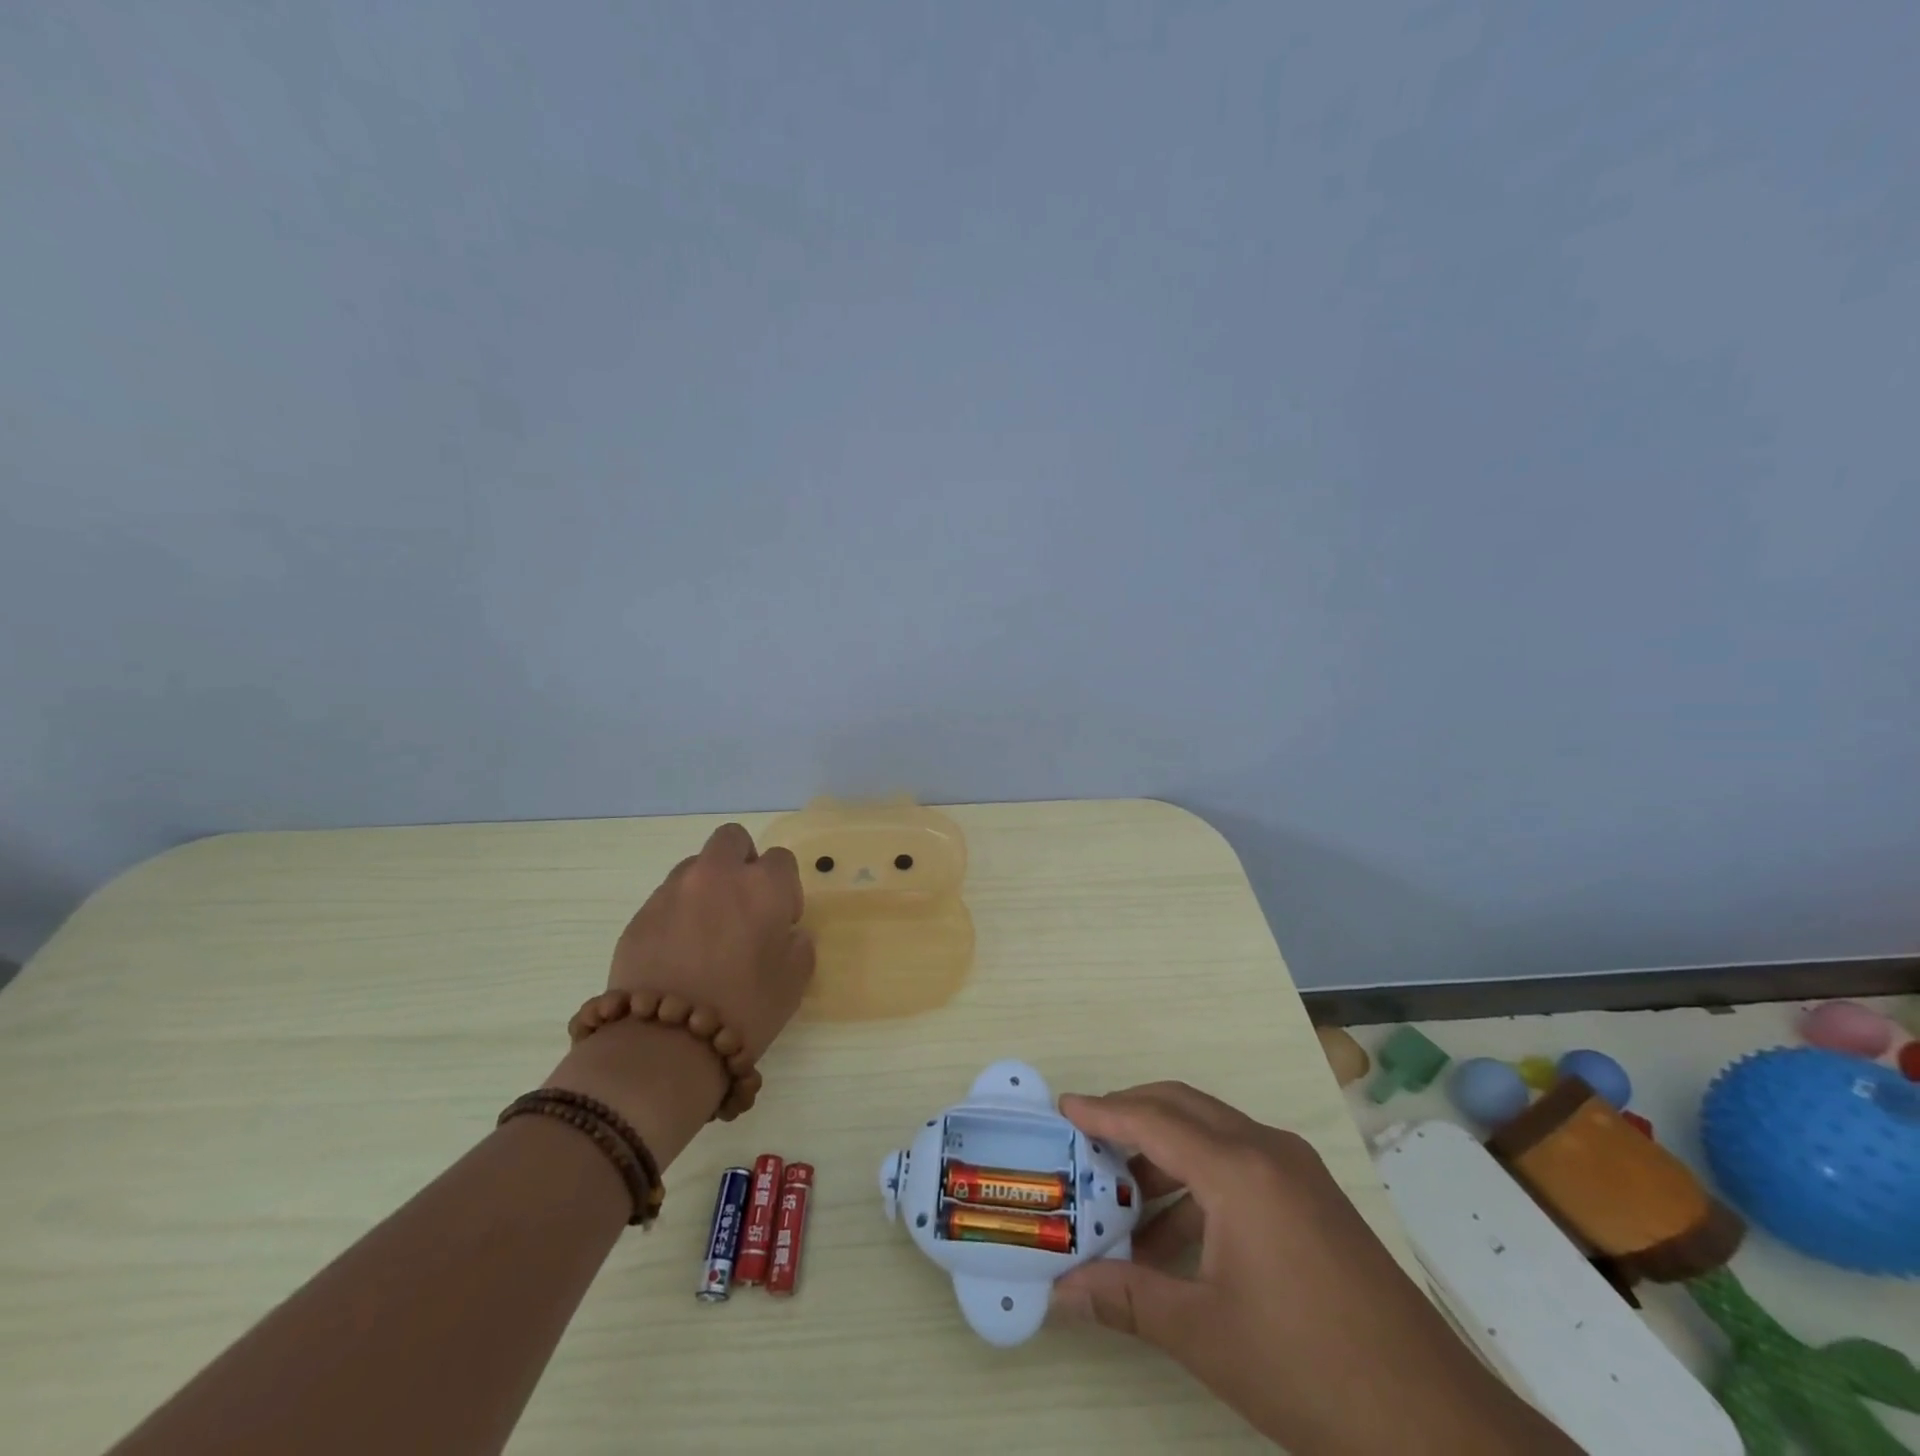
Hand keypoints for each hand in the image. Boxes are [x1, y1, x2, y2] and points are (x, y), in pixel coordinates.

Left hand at [603, 822, 813, 1060]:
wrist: (665, 1043)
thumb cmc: (745, 1009)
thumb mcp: (795, 979)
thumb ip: (796, 942)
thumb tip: (784, 931)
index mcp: (763, 885)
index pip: (781, 859)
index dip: (784, 887)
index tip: (780, 920)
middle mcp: (717, 875)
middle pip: (731, 839)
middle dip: (741, 861)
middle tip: (742, 905)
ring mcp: (673, 891)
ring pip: (695, 867)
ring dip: (706, 887)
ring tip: (705, 933)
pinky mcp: (640, 915)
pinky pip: (666, 899)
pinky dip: (677, 915)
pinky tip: (677, 954)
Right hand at [1050, 1082, 1577, 1454]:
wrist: (1436, 1424)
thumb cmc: (1308, 1368)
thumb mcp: (1204, 1334)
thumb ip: (1125, 1298)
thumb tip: (1060, 1291)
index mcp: (1238, 1169)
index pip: (1153, 1119)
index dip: (1103, 1112)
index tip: (1063, 1109)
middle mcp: (1267, 1149)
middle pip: (1183, 1106)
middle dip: (1131, 1116)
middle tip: (1087, 1144)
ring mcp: (1297, 1170)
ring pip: (1212, 1133)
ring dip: (1165, 1153)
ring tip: (1124, 1201)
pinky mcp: (1314, 1196)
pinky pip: (1240, 1162)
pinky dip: (1199, 1180)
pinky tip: (1178, 1236)